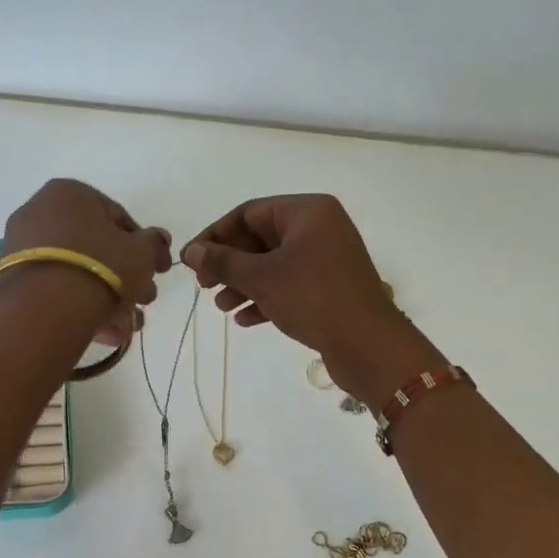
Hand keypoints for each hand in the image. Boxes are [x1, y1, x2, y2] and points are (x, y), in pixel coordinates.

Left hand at [0, 179, 171, 345]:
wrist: (45, 309)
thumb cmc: (100, 267)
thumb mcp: (142, 253)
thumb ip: (154, 244)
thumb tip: (159, 240)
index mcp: (70, 192)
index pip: (117, 217)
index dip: (143, 247)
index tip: (156, 272)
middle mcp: (39, 211)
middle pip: (95, 247)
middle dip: (124, 278)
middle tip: (144, 301)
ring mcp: (20, 246)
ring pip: (76, 272)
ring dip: (106, 298)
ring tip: (125, 327)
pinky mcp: (10, 279)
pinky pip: (53, 288)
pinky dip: (78, 306)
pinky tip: (101, 332)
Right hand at [181, 195, 445, 402]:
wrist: (368, 344)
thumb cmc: (312, 298)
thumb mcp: (260, 277)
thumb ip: (222, 261)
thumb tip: (191, 251)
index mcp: (307, 212)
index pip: (249, 213)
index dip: (215, 235)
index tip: (190, 260)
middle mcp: (320, 229)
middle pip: (260, 239)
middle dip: (230, 264)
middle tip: (204, 286)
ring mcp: (327, 259)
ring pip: (273, 265)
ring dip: (243, 284)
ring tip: (221, 307)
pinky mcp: (330, 288)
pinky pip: (289, 285)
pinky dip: (265, 298)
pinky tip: (244, 320)